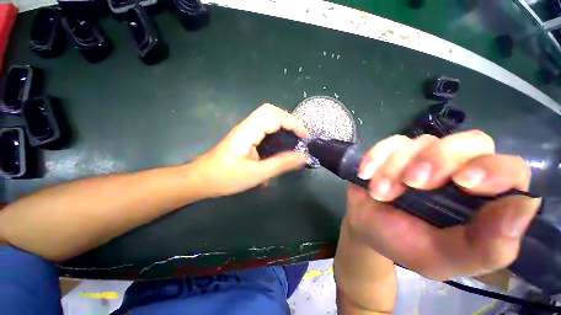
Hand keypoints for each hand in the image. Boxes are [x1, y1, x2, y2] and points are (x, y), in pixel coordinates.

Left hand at [194, 103, 308, 197]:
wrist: (201, 180)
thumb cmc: (225, 177)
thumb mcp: (256, 174)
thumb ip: (281, 164)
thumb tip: (303, 157)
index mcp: (248, 131)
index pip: (274, 116)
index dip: (293, 123)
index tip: (305, 136)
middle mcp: (247, 126)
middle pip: (271, 111)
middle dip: (289, 120)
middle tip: (300, 135)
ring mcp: (245, 130)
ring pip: (267, 117)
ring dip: (283, 124)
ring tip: (295, 137)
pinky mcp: (245, 137)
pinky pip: (264, 127)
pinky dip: (276, 130)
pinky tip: (281, 142)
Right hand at [345, 130, 540, 279]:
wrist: (366, 227)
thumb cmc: (404, 244)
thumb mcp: (443, 257)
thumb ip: (487, 247)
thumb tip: (524, 207)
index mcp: (481, 200)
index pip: (509, 170)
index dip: (494, 169)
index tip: (465, 183)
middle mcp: (458, 169)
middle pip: (469, 142)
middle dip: (438, 160)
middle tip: (412, 183)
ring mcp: (422, 156)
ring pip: (422, 142)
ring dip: (395, 167)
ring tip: (378, 192)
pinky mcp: (393, 151)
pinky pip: (389, 143)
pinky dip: (376, 157)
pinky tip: (365, 174)